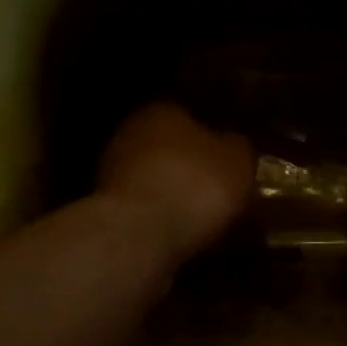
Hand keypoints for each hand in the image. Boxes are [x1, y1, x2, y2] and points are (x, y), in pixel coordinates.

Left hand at [98, 103, 253, 259]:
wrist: (141, 233)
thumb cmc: (195, 185)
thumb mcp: (238, 161)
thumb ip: (239, 148)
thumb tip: (236, 146)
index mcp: (163, 111)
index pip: (192, 118)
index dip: (215, 144)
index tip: (232, 168)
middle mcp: (132, 132)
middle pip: (172, 150)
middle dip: (193, 171)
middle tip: (221, 196)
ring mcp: (113, 171)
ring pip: (156, 180)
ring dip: (176, 196)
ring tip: (204, 221)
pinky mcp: (108, 208)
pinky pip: (146, 209)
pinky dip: (162, 219)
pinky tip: (182, 234)